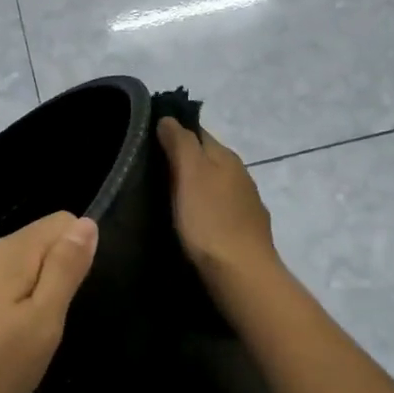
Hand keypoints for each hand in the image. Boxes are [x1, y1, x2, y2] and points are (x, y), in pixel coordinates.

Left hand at [0, 211, 98, 392]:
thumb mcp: (42, 324)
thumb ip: (65, 269)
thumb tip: (86, 222)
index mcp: (5, 251)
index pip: (61, 222)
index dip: (77, 254)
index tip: (67, 300)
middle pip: (31, 246)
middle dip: (47, 281)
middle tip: (41, 334)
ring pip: (5, 272)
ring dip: (19, 299)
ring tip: (12, 348)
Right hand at [156, 117, 281, 283]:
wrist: (242, 274)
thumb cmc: (210, 221)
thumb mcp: (190, 174)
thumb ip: (180, 143)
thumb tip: (169, 118)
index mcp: (226, 157)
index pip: (198, 132)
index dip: (174, 132)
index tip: (147, 140)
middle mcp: (241, 174)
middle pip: (207, 158)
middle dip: (183, 161)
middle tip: (150, 170)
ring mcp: (246, 204)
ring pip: (214, 185)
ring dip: (195, 186)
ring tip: (166, 197)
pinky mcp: (245, 230)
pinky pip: (219, 209)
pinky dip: (205, 209)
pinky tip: (192, 221)